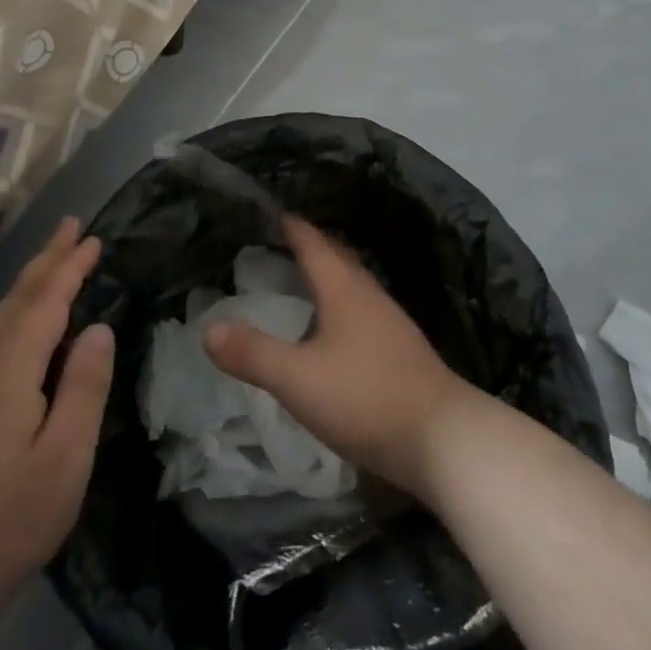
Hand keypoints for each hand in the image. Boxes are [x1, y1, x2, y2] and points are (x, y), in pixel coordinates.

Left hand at [0, 218, 114, 638]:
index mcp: (7, 370)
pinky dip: (17, 312)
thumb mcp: (66, 456)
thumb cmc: (10, 519)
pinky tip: (27, 322)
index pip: (45, 301)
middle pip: (16, 298)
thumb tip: (97, 328)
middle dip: (46, 258)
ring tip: (54, 258)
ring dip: (30, 282)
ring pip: (0, 316)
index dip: (71, 266)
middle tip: (71, 225)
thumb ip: (85, 385)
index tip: (94, 236)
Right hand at [203, 215, 474, 498]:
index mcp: (344, 288)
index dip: (292, 226)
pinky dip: (343, 305)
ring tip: (305, 280)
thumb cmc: (364, 397)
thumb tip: (208, 328)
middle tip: (282, 241)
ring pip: (354, 284)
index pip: (313, 243)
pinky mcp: (402, 350)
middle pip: (338, 258)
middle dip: (311, 246)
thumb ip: (253, 354)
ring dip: (329, 275)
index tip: (273, 212)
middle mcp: (369, 295)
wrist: (442, 437)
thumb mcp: (298, 379)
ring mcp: (391, 322)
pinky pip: (364, 311)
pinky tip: (336, 330)